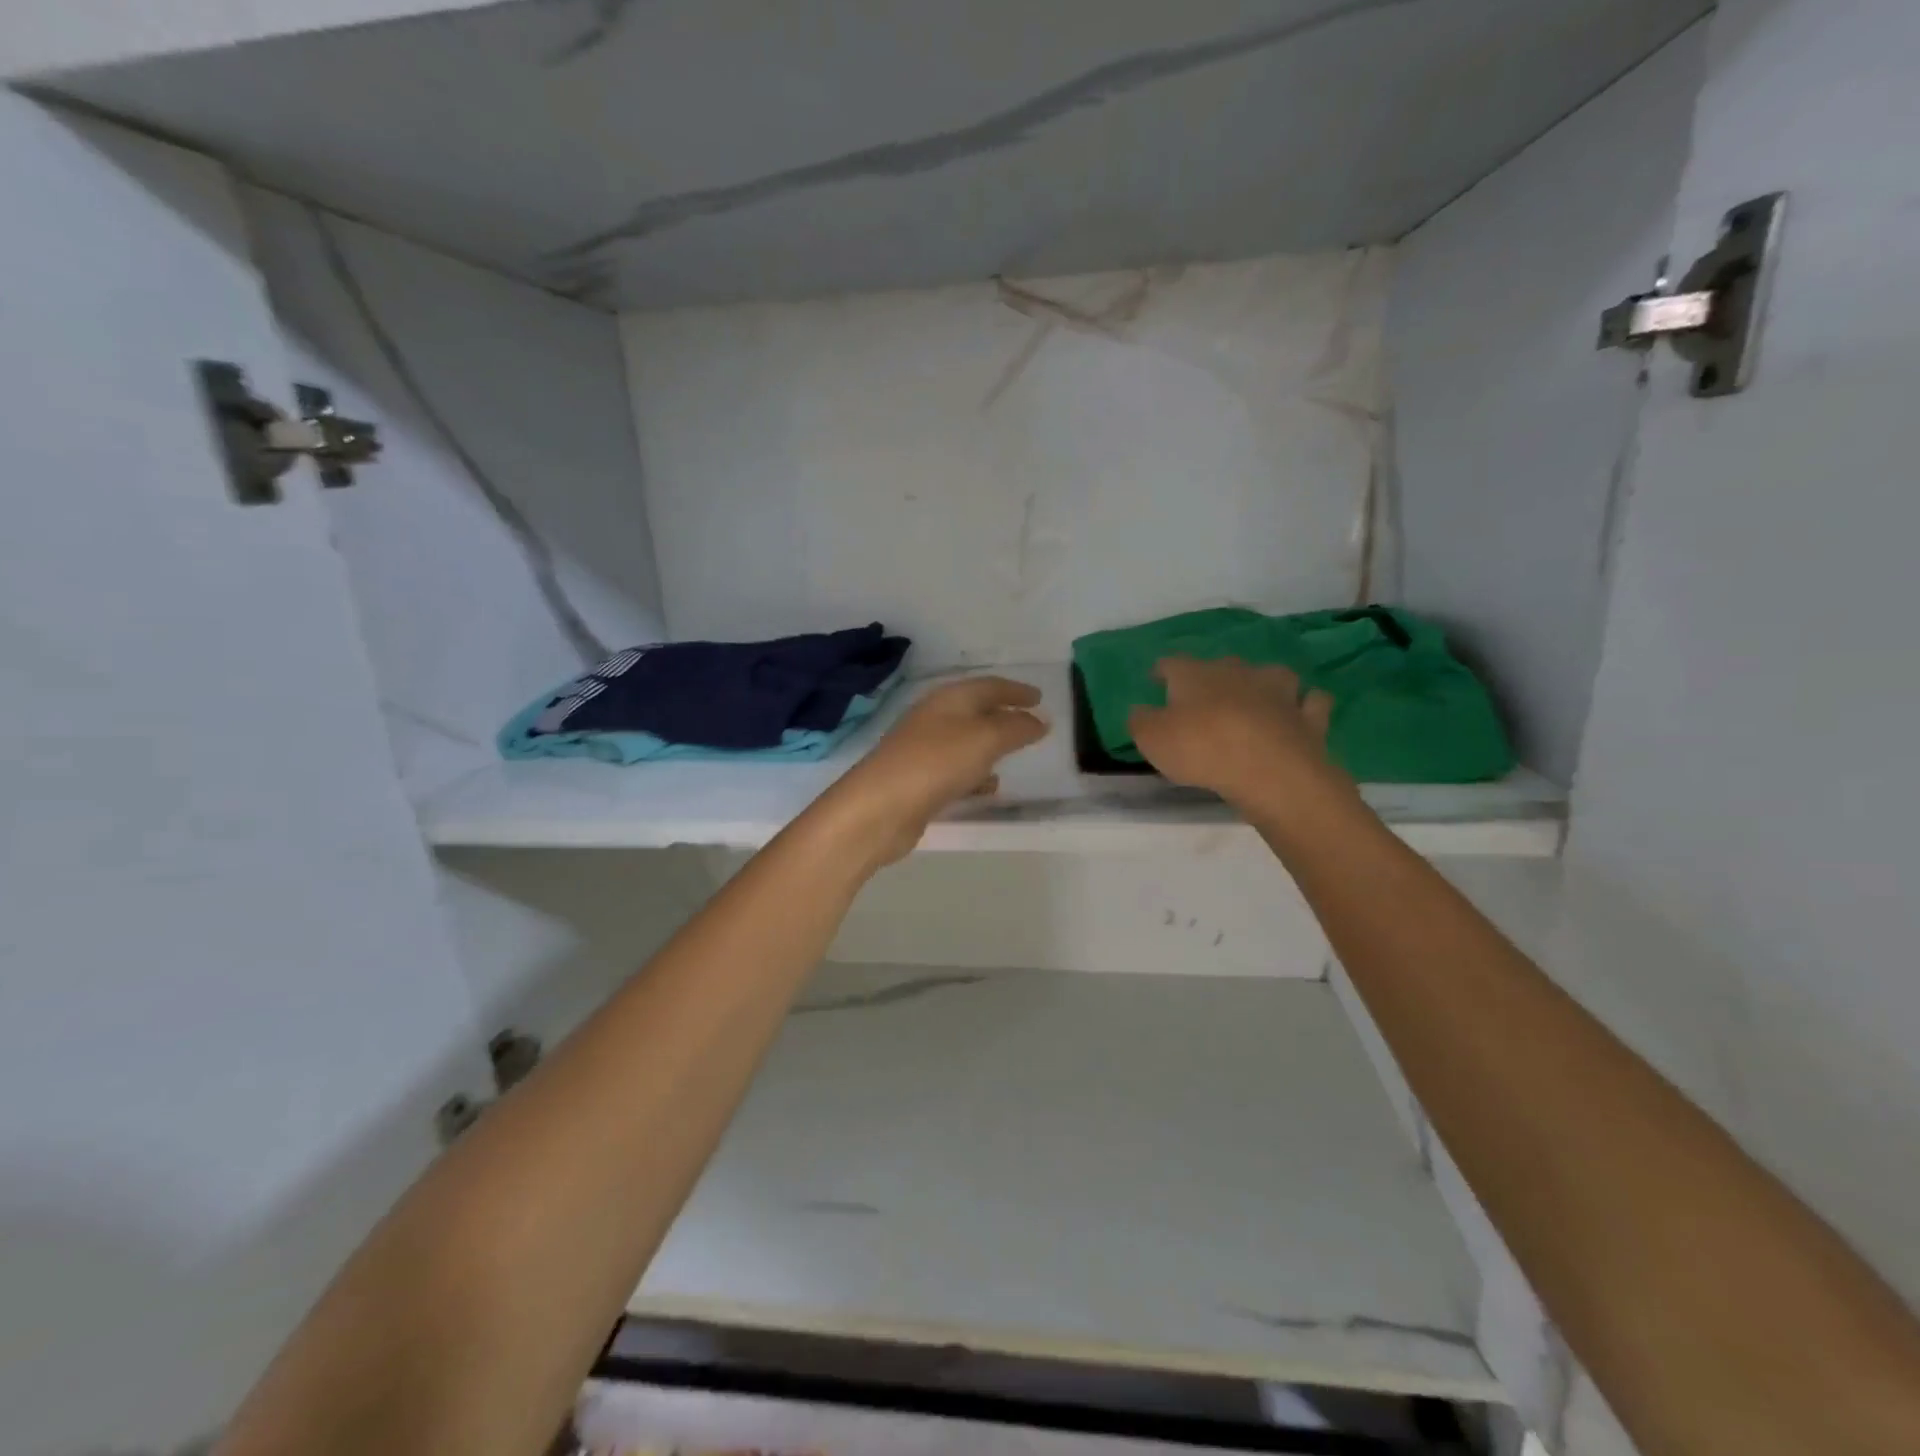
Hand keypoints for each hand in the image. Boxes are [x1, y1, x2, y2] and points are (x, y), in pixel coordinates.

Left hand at [817, 676, 1048, 864]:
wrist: (880, 808)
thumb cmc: (936, 763)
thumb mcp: (985, 738)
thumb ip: (1016, 727)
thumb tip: (1039, 720)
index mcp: (948, 699)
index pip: (988, 686)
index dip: (1015, 690)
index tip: (1040, 698)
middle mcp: (934, 719)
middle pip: (975, 711)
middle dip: (1004, 715)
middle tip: (1031, 723)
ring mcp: (923, 751)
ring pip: (966, 742)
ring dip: (991, 745)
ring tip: (1016, 755)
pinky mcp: (919, 782)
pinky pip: (956, 771)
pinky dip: (977, 774)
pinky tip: (990, 787)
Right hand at [1127, 656, 1348, 811]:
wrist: (1271, 771)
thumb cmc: (1202, 750)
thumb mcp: (1152, 739)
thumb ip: (1141, 721)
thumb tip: (1140, 710)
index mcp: (1196, 675)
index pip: (1172, 663)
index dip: (1162, 670)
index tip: (1156, 678)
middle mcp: (1238, 673)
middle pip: (1223, 665)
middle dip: (1213, 677)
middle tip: (1205, 697)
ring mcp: (1280, 692)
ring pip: (1272, 675)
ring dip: (1264, 684)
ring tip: (1257, 699)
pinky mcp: (1309, 717)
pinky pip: (1311, 703)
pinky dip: (1305, 707)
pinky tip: (1300, 714)